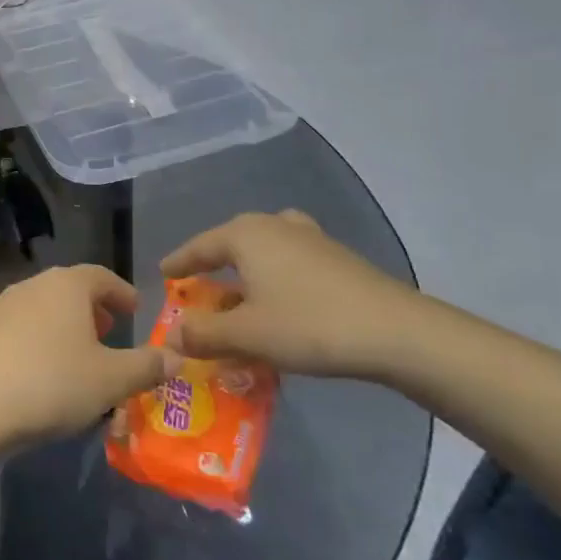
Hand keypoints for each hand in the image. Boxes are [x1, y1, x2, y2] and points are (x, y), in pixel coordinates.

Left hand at [0, 265, 178, 450]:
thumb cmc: (51, 383)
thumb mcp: (111, 380)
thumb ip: (147, 367)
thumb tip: (178, 357)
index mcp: (68, 285)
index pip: (102, 276)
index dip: (122, 293)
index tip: (136, 312)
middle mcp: (33, 285)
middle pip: (70, 289)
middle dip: (93, 310)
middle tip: (110, 334)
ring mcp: (1, 306)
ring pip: (43, 308)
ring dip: (63, 326)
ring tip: (77, 356)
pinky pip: (19, 330)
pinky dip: (36, 342)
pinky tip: (39, 371)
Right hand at [159, 211, 421, 378]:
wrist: (397, 332)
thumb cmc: (309, 325)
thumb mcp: (247, 334)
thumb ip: (203, 333)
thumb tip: (170, 334)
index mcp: (245, 234)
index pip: (199, 246)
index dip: (179, 263)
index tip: (163, 275)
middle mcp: (274, 226)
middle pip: (231, 244)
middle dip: (213, 268)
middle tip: (198, 290)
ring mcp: (310, 238)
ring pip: (263, 252)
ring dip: (246, 274)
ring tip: (239, 297)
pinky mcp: (337, 258)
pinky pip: (289, 262)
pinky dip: (274, 279)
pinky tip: (280, 304)